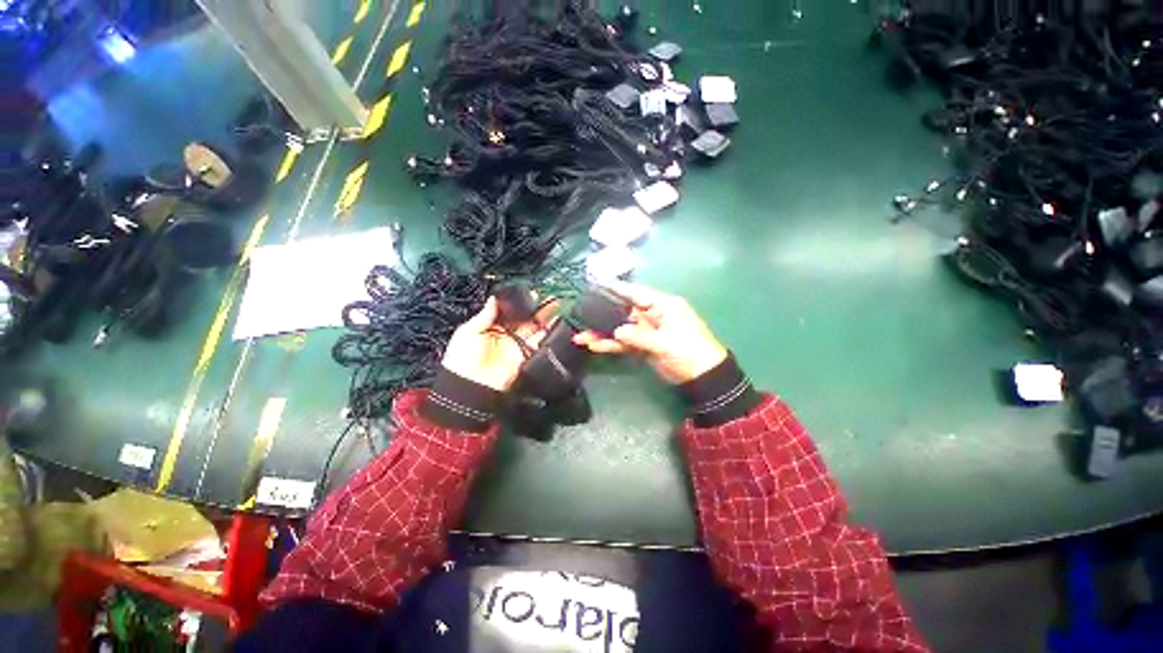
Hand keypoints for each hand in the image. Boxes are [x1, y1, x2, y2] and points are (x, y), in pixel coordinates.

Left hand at [441, 296, 552, 390]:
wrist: (470, 385)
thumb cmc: (462, 358)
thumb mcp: (468, 332)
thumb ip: (485, 315)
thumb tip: (493, 298)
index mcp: (491, 326)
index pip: (509, 311)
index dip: (519, 302)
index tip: (530, 293)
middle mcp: (506, 334)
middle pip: (524, 318)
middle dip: (536, 308)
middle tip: (548, 297)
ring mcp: (516, 344)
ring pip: (533, 328)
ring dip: (544, 319)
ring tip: (556, 306)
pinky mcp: (524, 355)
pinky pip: (537, 343)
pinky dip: (546, 334)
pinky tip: (553, 324)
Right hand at [573, 282, 727, 383]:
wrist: (704, 377)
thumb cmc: (690, 352)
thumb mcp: (666, 343)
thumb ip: (639, 337)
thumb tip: (616, 332)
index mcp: (663, 306)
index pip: (637, 293)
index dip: (617, 288)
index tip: (597, 284)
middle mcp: (653, 315)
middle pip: (624, 311)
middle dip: (603, 314)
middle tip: (581, 315)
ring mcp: (647, 332)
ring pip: (621, 329)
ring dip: (603, 333)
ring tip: (581, 337)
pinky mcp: (644, 346)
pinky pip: (624, 343)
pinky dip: (611, 345)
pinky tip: (594, 346)